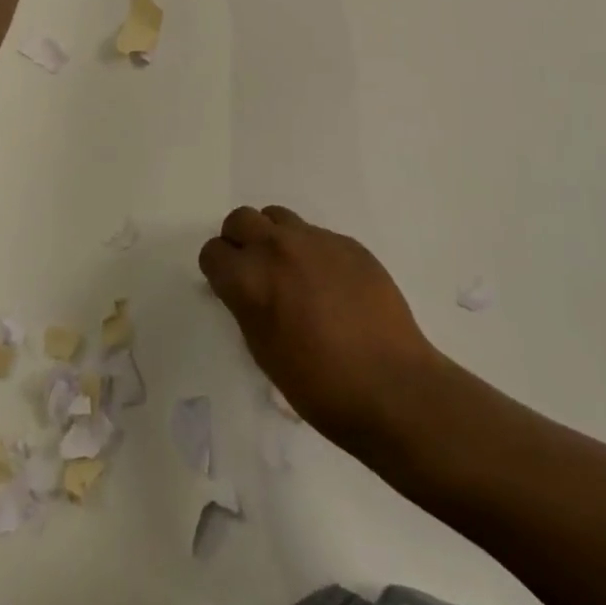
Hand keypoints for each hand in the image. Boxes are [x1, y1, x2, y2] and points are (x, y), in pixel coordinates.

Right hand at [199, 206, 448, 450]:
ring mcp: (316, 240)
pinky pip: (316, 235)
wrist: (392, 386)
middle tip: (254, 272)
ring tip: (290, 272)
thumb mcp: (264, 351)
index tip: (228, 288)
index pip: (213, 252)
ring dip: (274, 238)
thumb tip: (247, 290)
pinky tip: (330, 286)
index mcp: (250, 279)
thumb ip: (248, 307)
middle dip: (239, 242)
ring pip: (278, 218)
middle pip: (240, 220)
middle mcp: (277, 248)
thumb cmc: (320, 386)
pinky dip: (312, 252)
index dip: (218, 271)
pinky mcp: (347, 242)